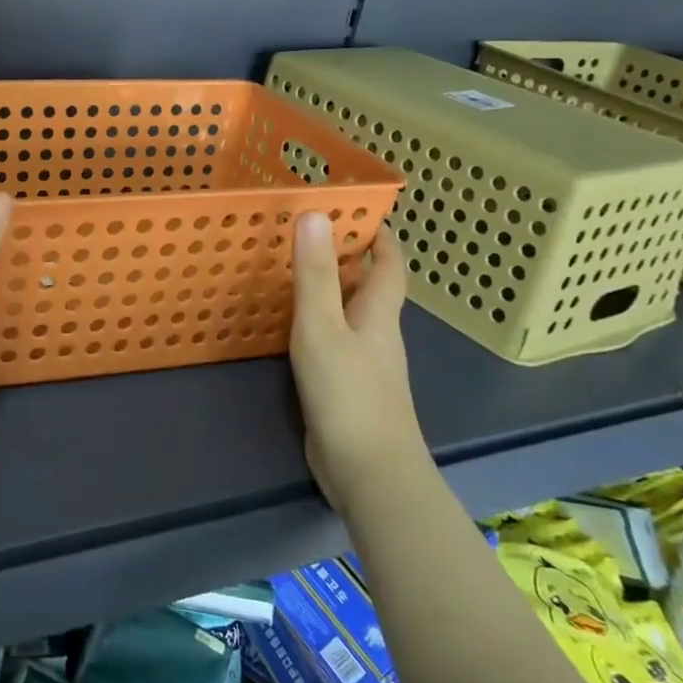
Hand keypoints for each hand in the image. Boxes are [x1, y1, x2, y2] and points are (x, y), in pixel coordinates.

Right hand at [290, 217, 429, 511]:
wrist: (369, 471)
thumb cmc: (348, 393)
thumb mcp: (321, 326)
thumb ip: (314, 273)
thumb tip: (314, 214)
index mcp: (379, 314)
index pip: (389, 265)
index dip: (380, 237)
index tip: (359, 211)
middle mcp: (378, 334)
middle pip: (371, 288)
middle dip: (349, 259)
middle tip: (309, 235)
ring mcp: (366, 364)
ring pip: (352, 315)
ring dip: (332, 291)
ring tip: (293, 272)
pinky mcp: (349, 389)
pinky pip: (336, 342)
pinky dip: (319, 324)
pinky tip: (292, 328)